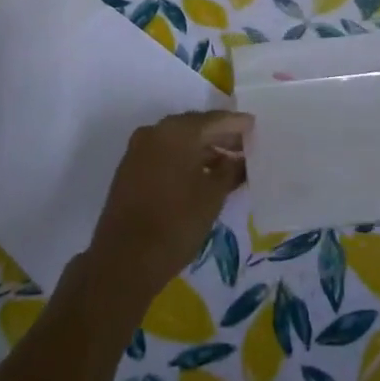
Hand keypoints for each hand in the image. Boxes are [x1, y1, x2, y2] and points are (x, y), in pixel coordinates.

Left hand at [85, 110, 251, 309]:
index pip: (215, 120)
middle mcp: (156, 131)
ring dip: (202, 149)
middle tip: (245, 146)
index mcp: (178, 131)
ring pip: (178, 141)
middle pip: (195, 126)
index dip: (237, 124)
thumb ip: (231, 170)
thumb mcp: (213, 196)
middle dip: (220, 136)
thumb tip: (241, 159)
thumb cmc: (176, 224)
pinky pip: (164, 153)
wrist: (124, 260)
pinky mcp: (130, 168)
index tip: (256, 127)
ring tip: (228, 163)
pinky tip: (201, 174)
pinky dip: (184, 158)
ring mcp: (139, 148)